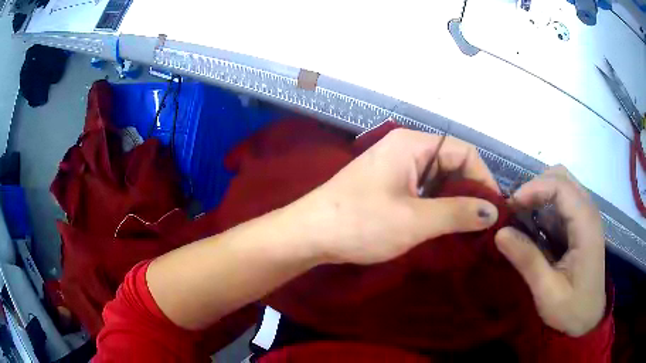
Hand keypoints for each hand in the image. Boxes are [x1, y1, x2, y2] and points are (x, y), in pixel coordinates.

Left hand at [291, 128, 499, 264]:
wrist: (309, 234)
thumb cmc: (361, 223)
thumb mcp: (416, 220)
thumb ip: (458, 213)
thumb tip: (493, 211)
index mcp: (412, 145)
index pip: (463, 152)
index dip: (483, 178)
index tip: (494, 209)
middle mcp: (404, 149)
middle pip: (451, 164)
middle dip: (469, 191)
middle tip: (482, 223)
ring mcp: (394, 168)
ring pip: (437, 180)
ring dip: (453, 201)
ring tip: (467, 228)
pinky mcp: (386, 185)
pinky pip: (422, 190)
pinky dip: (436, 206)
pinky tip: (443, 225)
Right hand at [494, 165, 605, 336]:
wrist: (589, 319)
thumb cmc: (572, 309)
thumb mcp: (547, 291)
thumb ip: (527, 260)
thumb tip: (499, 232)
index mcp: (585, 224)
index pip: (560, 185)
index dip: (533, 188)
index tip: (510, 206)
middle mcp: (588, 212)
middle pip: (562, 177)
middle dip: (535, 186)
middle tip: (514, 209)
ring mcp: (586, 217)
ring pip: (562, 185)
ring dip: (539, 194)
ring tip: (519, 216)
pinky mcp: (582, 225)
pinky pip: (563, 202)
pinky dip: (545, 206)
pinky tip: (534, 226)